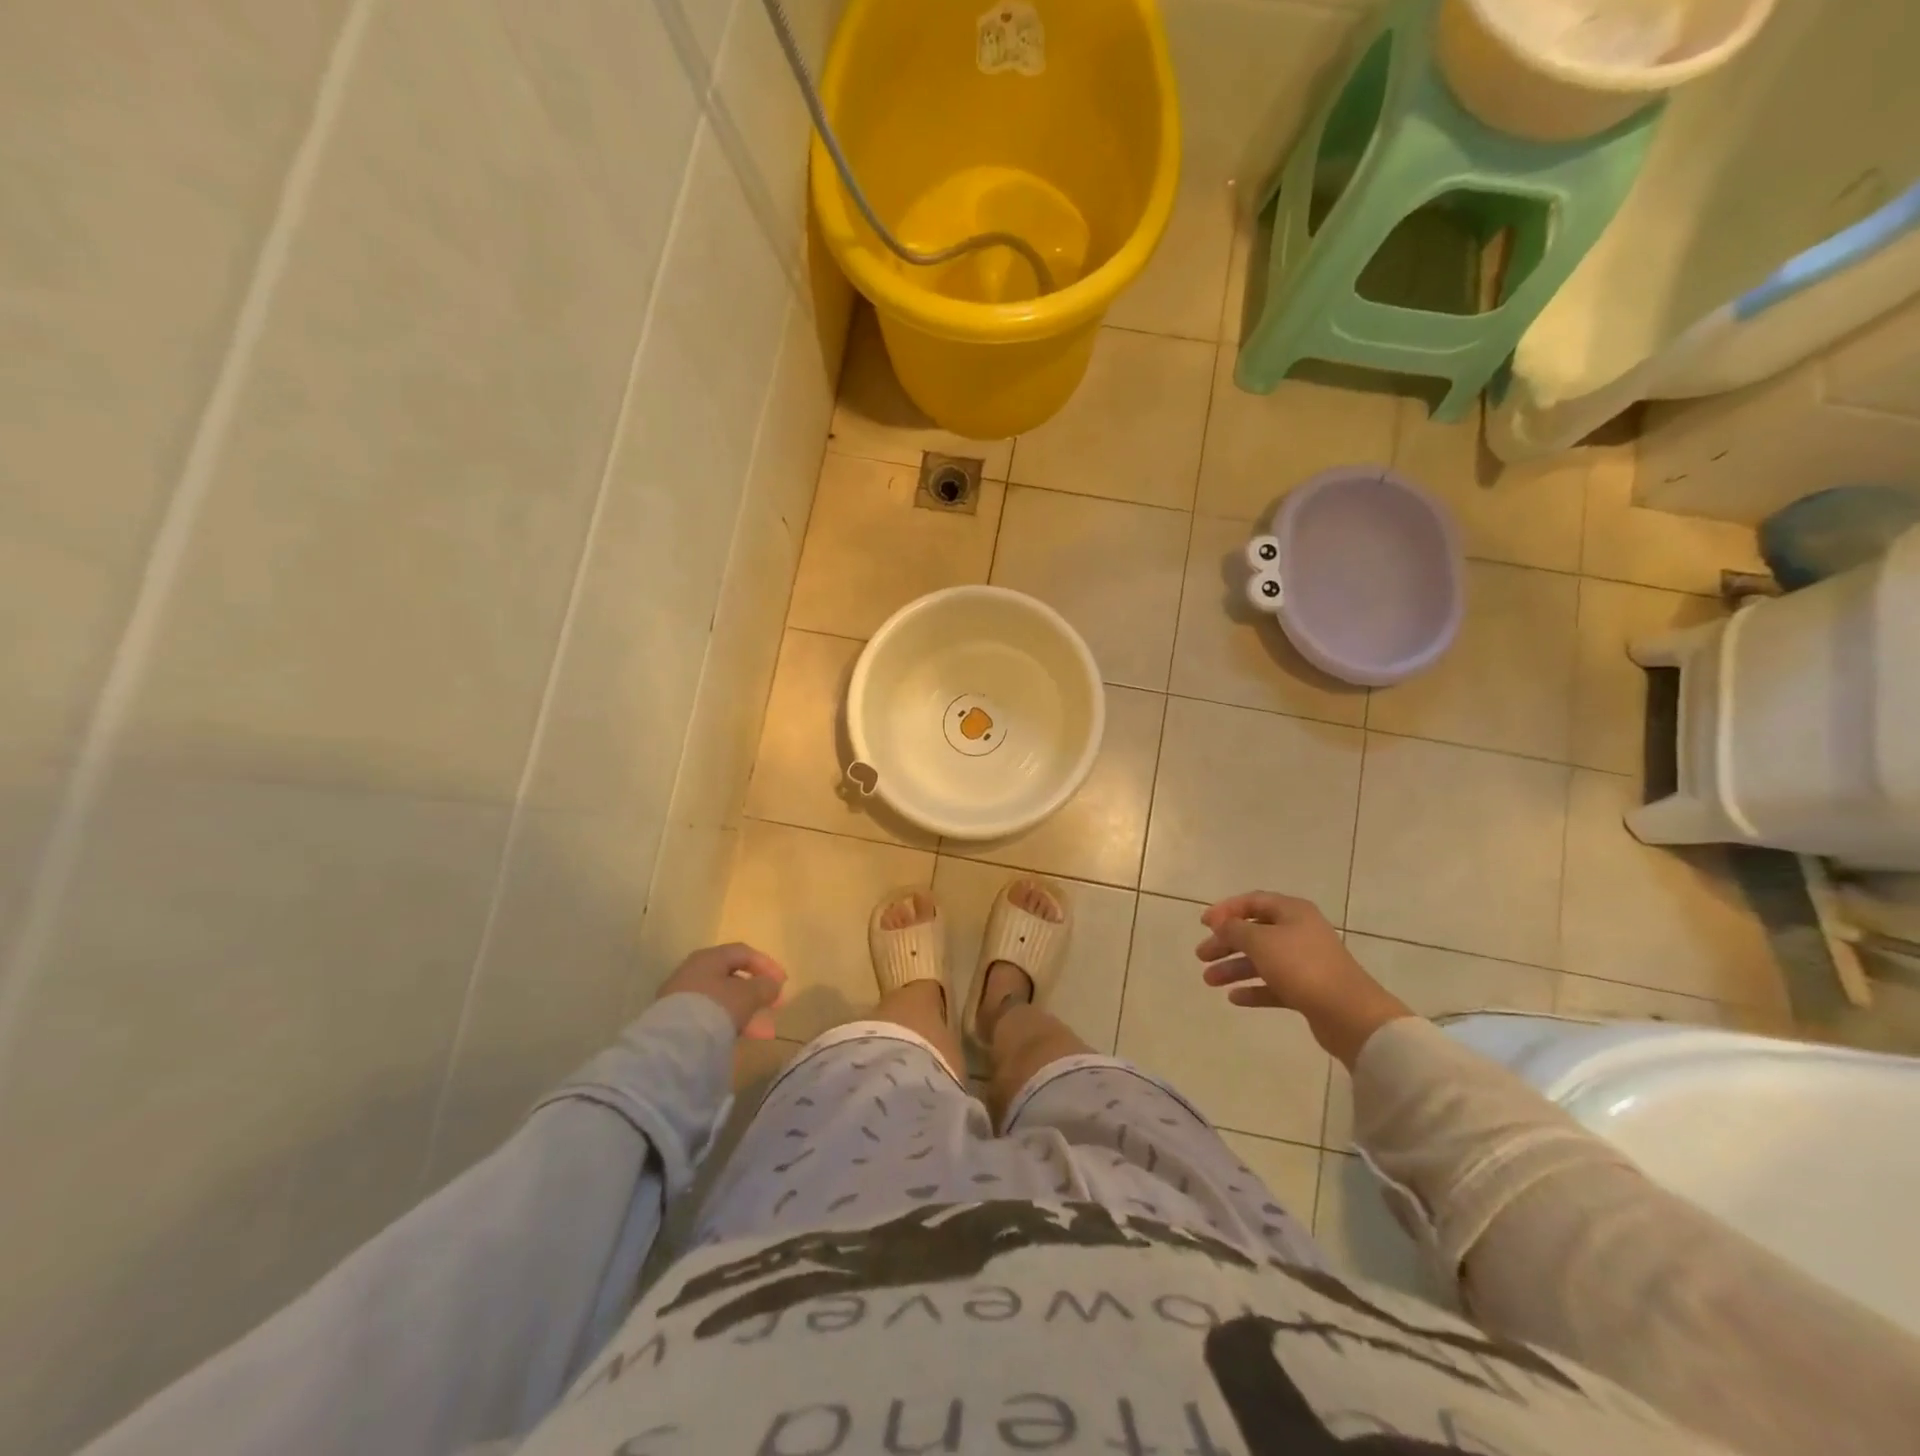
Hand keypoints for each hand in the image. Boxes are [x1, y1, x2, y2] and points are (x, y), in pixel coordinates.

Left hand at [657, 942, 787, 1040]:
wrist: (675, 1043)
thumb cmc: (716, 1006)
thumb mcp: (749, 994)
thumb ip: (765, 987)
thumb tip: (772, 986)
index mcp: (709, 957)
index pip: (743, 953)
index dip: (766, 965)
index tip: (782, 983)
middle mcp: (693, 972)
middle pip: (732, 978)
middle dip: (757, 993)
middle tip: (774, 1006)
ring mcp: (682, 997)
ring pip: (722, 1000)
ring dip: (746, 1012)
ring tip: (764, 1032)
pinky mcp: (677, 1021)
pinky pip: (710, 1016)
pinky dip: (729, 1023)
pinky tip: (742, 1037)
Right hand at [1194, 891, 1411, 1065]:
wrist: (1349, 1013)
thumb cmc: (1301, 966)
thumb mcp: (1260, 941)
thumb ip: (1235, 929)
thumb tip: (1220, 922)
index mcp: (1292, 912)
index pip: (1253, 901)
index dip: (1226, 910)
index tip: (1203, 924)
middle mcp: (1299, 932)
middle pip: (1255, 931)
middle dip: (1226, 942)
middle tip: (1201, 955)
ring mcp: (1305, 962)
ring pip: (1262, 960)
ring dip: (1234, 968)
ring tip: (1209, 981)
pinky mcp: (1308, 990)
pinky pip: (1274, 984)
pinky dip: (1254, 989)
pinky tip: (1234, 998)